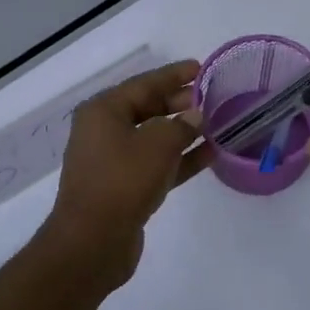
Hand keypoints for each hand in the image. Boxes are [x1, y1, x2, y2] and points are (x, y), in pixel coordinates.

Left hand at [43, 59, 211, 285]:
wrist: (93, 242)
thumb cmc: (123, 181)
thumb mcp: (158, 144)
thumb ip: (182, 125)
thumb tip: (196, 116)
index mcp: (104, 111)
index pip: (144, 84)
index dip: (174, 76)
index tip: (200, 68)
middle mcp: (105, 131)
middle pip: (148, 109)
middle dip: (180, 104)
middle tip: (212, 98)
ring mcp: (114, 161)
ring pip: (155, 138)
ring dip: (184, 132)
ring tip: (216, 123)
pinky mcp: (125, 187)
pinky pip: (157, 163)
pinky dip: (180, 158)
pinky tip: (209, 154)